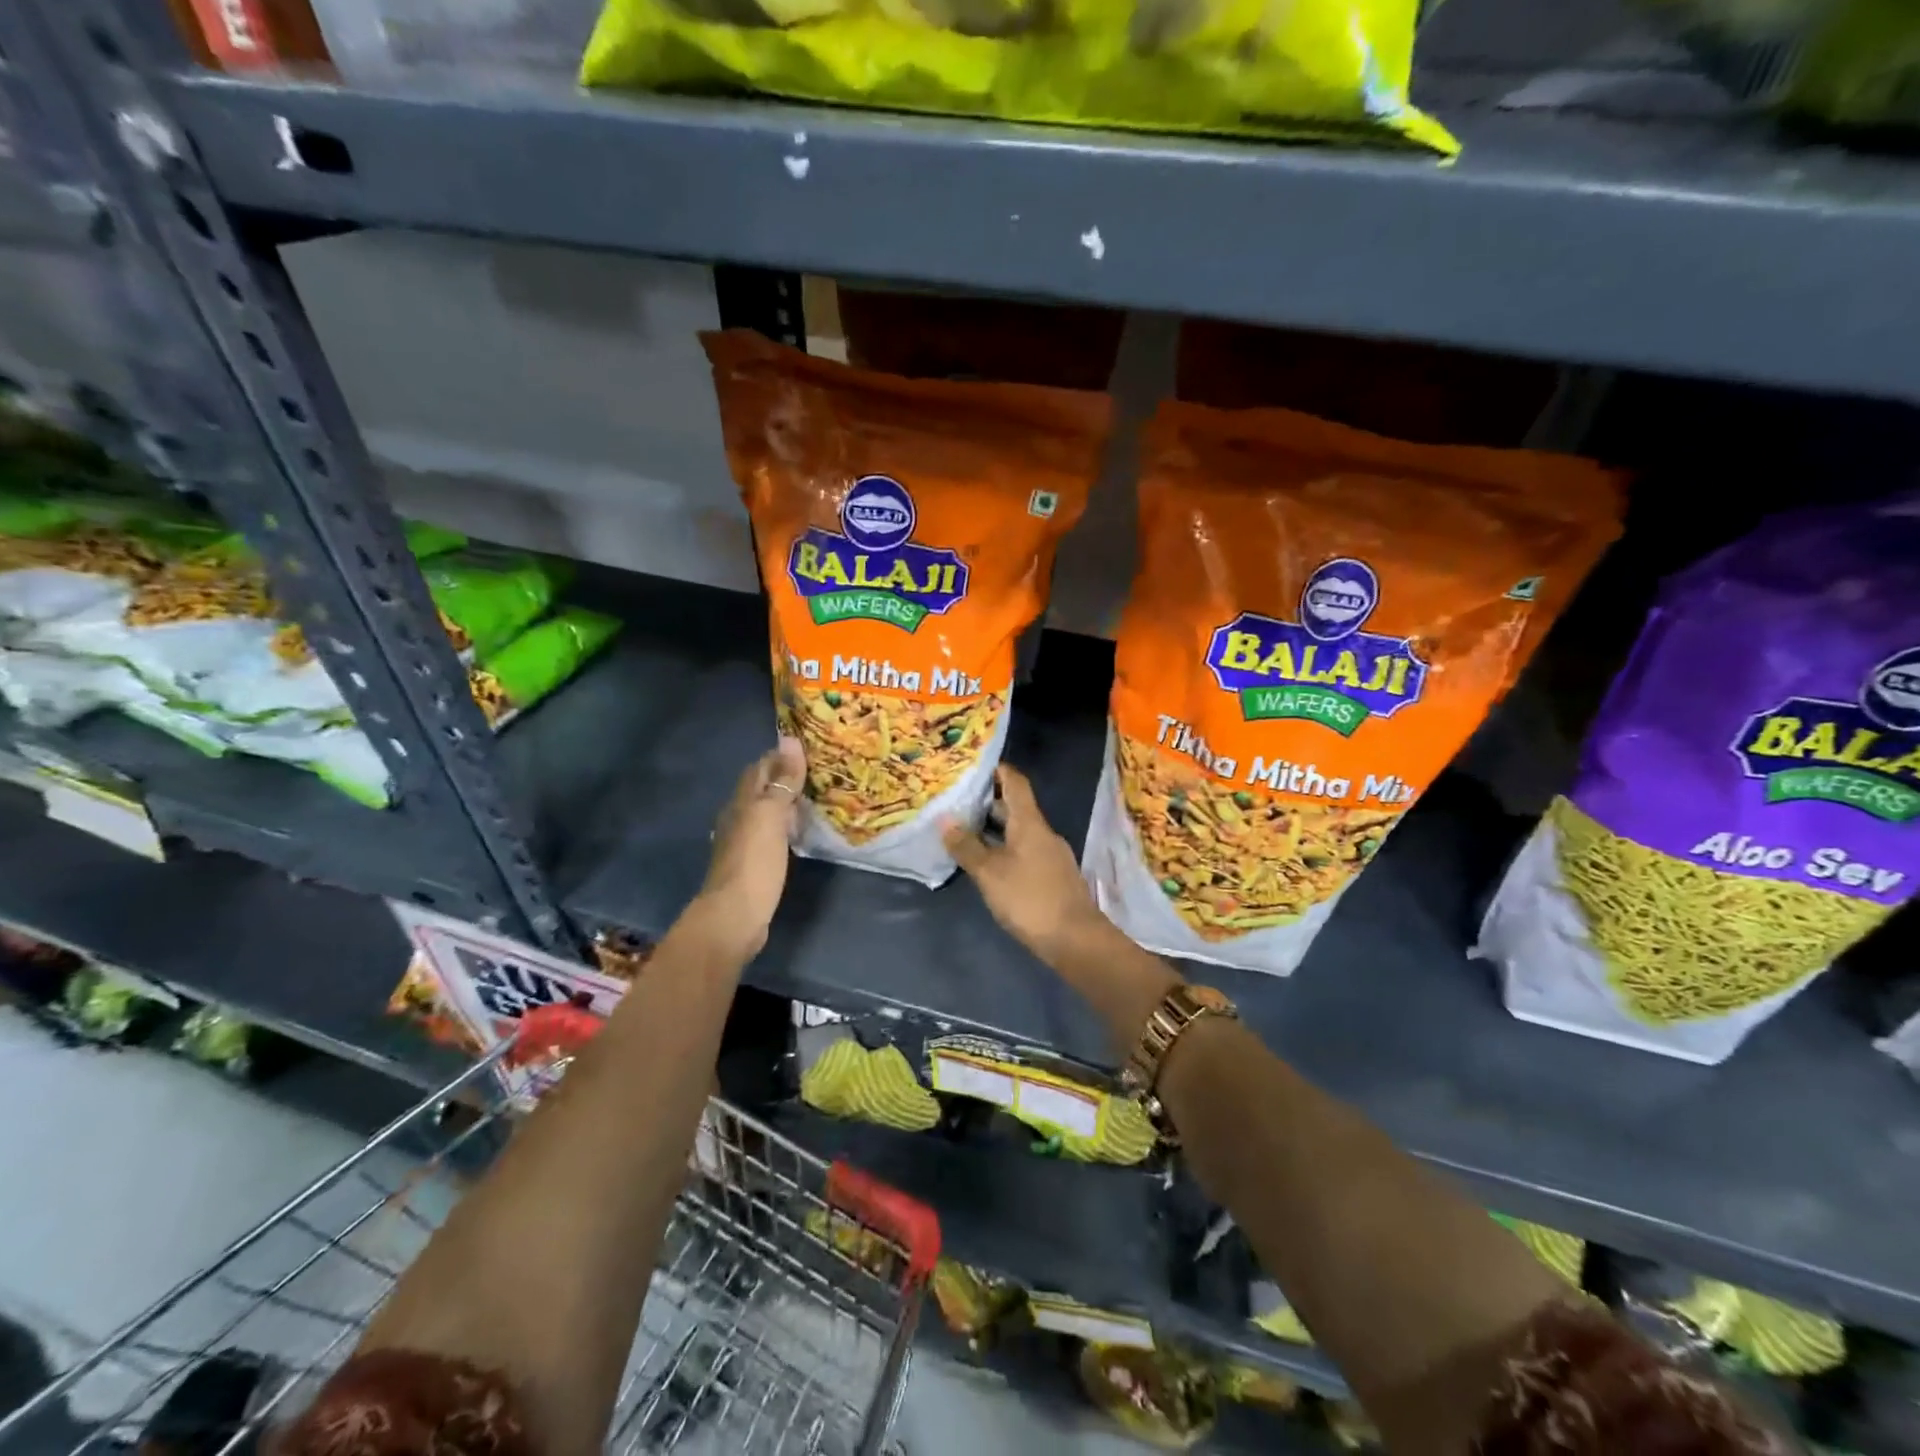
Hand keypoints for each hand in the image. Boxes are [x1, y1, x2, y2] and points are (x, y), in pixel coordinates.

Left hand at [694, 736, 804, 958]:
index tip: (810, 748)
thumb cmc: (754, 862)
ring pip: (765, 812)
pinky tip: (799, 832)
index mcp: (742, 802)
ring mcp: (743, 842)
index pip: (760, 767)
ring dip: (785, 803)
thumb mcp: (771, 816)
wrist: (735, 916)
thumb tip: (788, 739)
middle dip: (784, 777)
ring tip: (815, 798)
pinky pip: (770, 834)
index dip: (781, 756)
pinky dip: (785, 826)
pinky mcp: (752, 864)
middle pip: (761, 788)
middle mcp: (738, 817)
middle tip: (819, 771)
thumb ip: (782, 780)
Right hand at [943, 765, 1105, 963]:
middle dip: (989, 802)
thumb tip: (945, 819)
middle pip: (1017, 807)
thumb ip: (966, 846)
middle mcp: (1043, 832)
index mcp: (1030, 823)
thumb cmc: (1029, 899)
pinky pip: (1026, 851)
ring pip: (1021, 831)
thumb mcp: (989, 873)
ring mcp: (1051, 855)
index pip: (1015, 783)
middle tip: (958, 801)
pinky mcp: (1053, 876)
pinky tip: (989, 863)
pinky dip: (1006, 848)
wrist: (1075, 939)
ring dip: (996, 828)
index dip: (997, 770)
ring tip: (966, 831)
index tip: (974, 766)